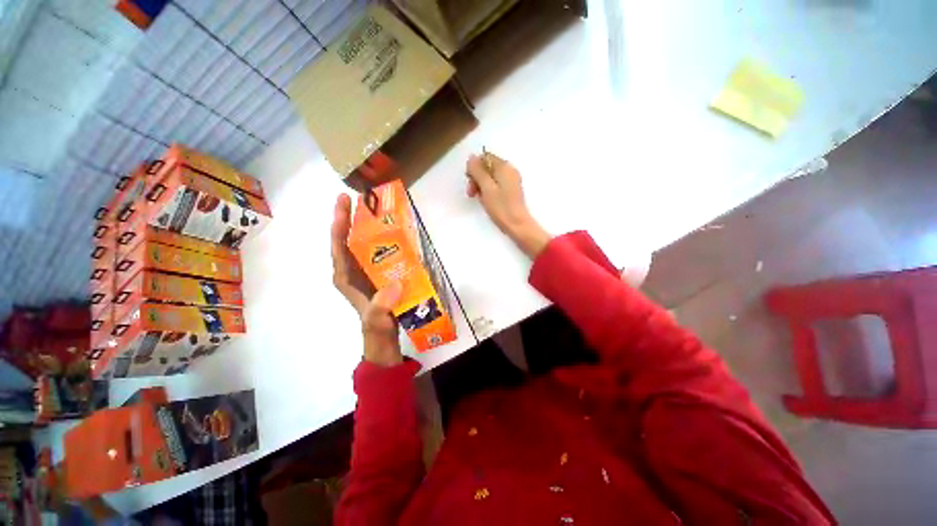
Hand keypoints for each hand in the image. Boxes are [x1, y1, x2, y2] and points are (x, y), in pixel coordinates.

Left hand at [331, 194, 403, 366]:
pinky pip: (379, 251)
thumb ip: (381, 305)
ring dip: (370, 225)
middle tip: (365, 197)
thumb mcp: (377, 319)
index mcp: (345, 276)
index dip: (339, 222)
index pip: (338, 244)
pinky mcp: (379, 273)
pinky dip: (385, 239)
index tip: (344, 201)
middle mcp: (353, 269)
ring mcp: (366, 270)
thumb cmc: (377, 328)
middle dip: (354, 217)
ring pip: (364, 243)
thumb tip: (395, 285)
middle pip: (350, 238)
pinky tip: (396, 230)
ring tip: (380, 208)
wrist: (384, 338)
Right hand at [465, 152, 551, 258]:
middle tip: (472, 193)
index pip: (484, 157)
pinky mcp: (511, 190)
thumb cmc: (501, 207)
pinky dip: (489, 190)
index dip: (474, 168)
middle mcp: (509, 170)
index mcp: (504, 167)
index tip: (470, 182)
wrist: (517, 225)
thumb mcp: (486, 188)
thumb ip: (478, 171)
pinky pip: (496, 184)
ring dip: (481, 185)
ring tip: (479, 199)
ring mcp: (511, 180)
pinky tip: (487, 201)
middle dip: (477, 178)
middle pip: (487, 167)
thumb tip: (471, 157)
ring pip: (491, 177)